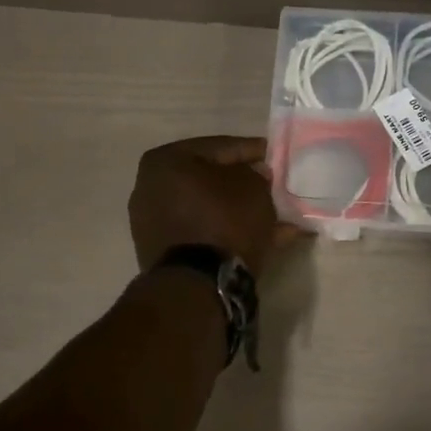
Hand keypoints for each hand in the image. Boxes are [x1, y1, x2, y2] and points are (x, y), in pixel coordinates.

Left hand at [129, 135, 298, 276]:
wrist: (198, 284)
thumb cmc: (224, 221)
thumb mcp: (253, 187)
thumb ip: (256, 175)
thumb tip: (255, 176)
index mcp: (166, 161)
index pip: (219, 147)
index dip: (252, 150)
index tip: (274, 154)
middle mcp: (151, 188)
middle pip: (210, 180)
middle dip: (245, 184)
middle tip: (273, 186)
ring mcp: (154, 223)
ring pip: (210, 210)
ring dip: (241, 212)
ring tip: (278, 218)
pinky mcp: (164, 253)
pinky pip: (205, 233)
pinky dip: (231, 233)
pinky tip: (267, 239)